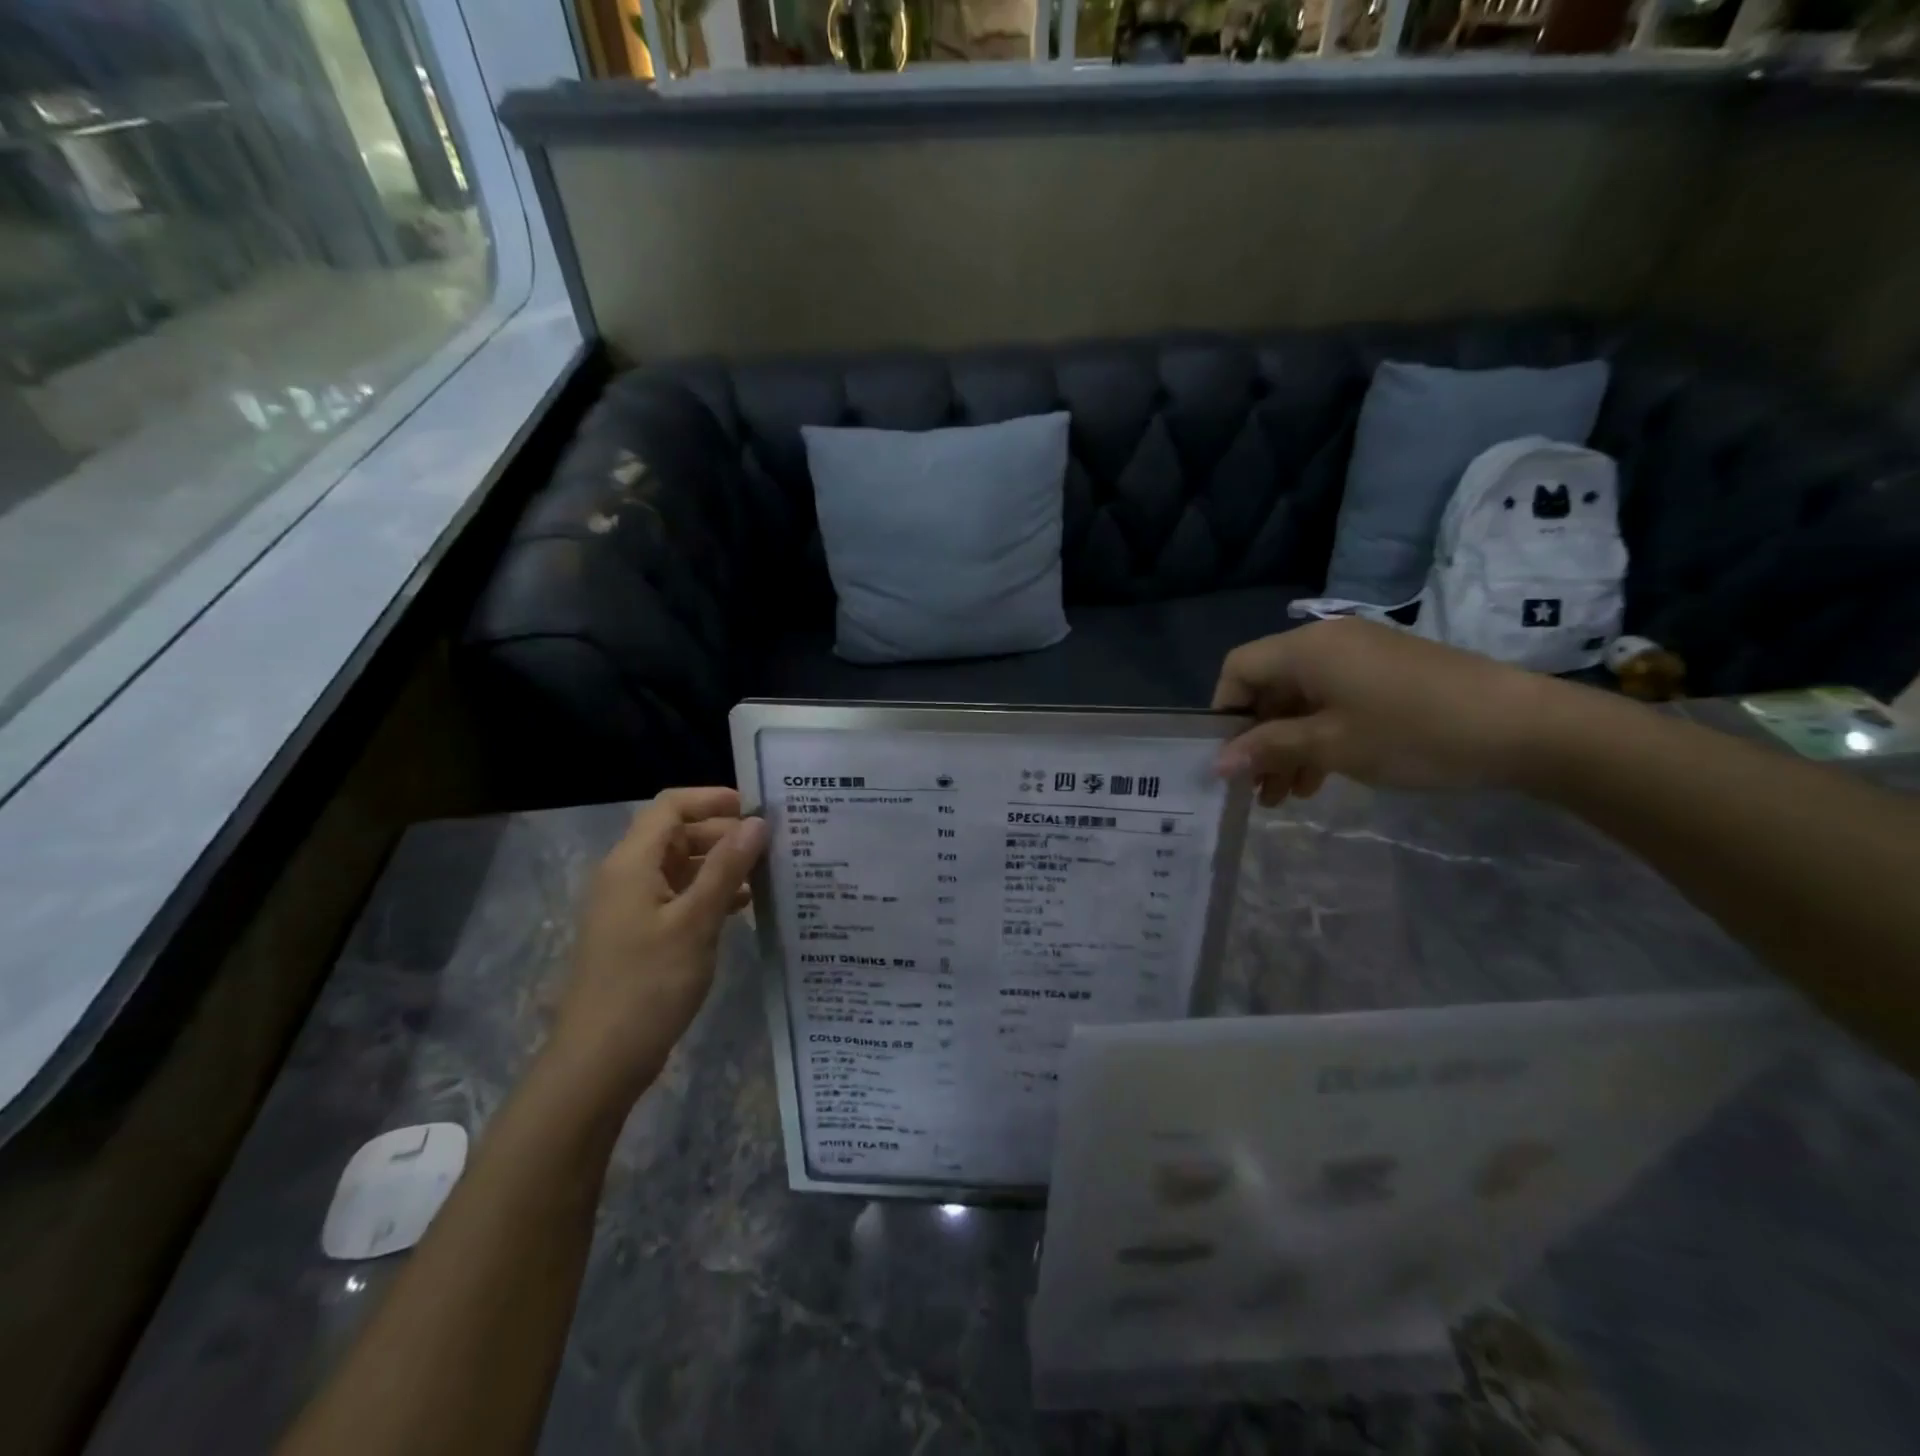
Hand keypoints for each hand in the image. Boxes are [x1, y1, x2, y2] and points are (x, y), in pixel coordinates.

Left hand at [549, 788, 768, 1104]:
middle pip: (676, 834)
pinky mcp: (638, 935)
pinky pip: (677, 897)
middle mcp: (626, 876)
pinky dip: (708, 893)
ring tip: (765, 875)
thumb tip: (757, 822)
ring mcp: (630, 907)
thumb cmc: (649, 984)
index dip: (713, 799)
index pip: (671, 806)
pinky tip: (742, 908)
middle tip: (771, 845)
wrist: (599, 1062)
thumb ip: (726, 868)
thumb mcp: (696, 921)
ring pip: (679, 867)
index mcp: (632, 863)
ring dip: (719, 865)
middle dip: (722, 833)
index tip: (758, 809)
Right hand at [1211, 618, 1560, 804]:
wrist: (1524, 727)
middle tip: (1256, 789)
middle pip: (1269, 687)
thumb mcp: (1331, 745)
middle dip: (1257, 738)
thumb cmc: (1413, 733)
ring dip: (1287, 745)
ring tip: (1286, 796)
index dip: (1223, 712)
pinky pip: (1334, 701)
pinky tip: (1321, 778)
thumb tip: (1217, 763)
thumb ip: (1268, 748)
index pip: (1238, 669)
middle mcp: (1327, 643)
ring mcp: (1360, 658)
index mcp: (1306, 649)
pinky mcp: (1387, 675)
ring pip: (1302, 700)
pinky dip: (1319, 736)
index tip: (1227, 758)